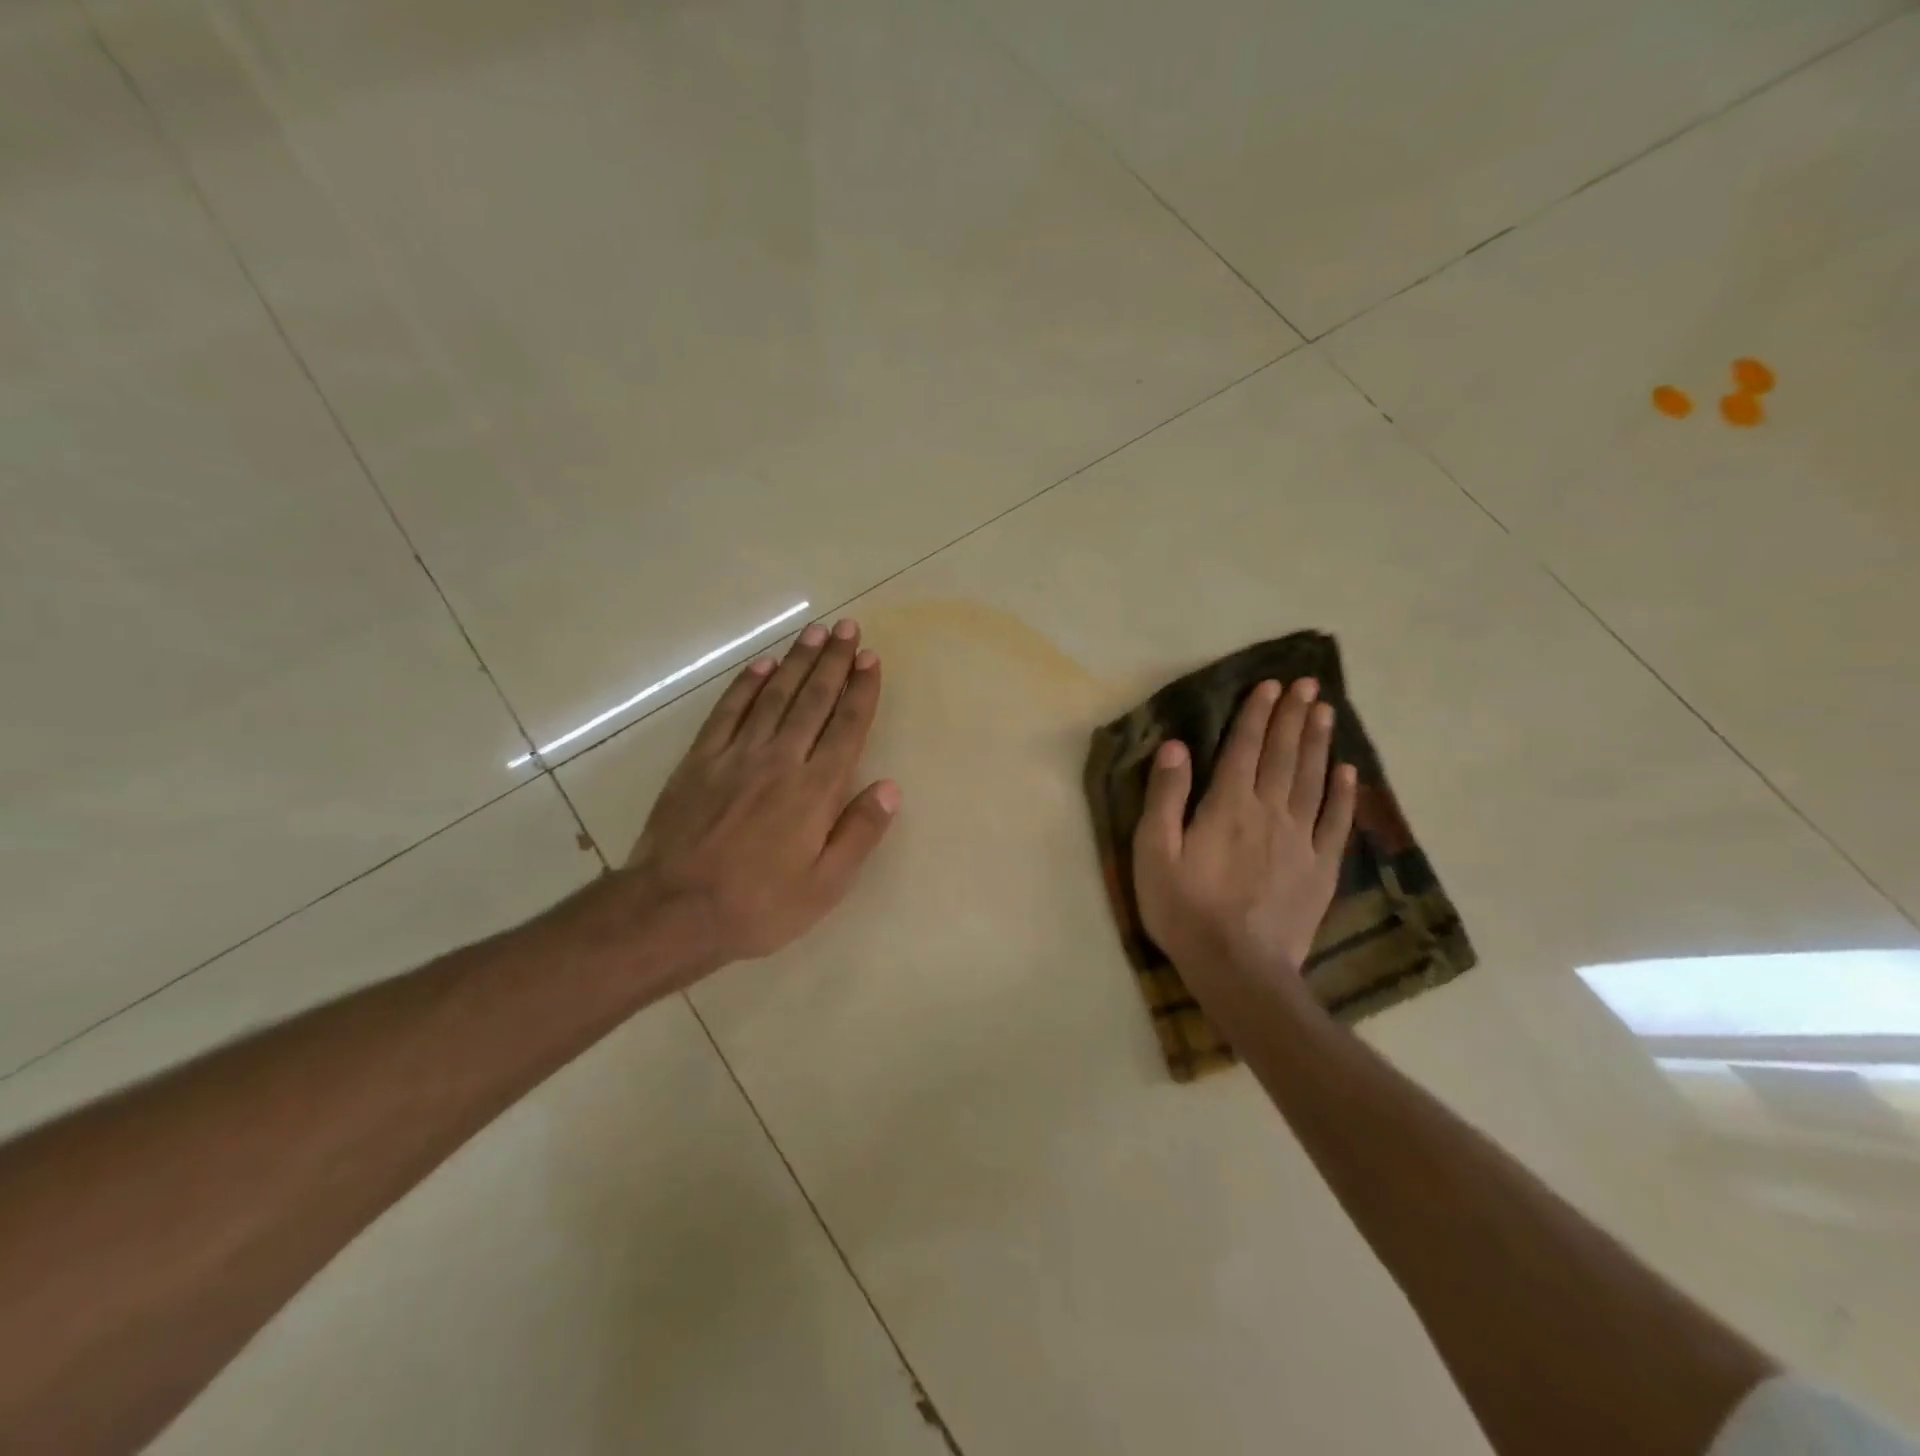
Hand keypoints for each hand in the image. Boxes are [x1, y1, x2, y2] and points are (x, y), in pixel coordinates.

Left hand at [621, 618, 900, 971]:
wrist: (673, 910)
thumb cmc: (758, 905)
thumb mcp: (825, 885)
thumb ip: (859, 833)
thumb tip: (890, 787)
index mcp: (815, 790)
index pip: (846, 727)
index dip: (861, 691)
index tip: (871, 659)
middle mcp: (780, 760)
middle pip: (813, 700)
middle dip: (834, 662)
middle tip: (848, 628)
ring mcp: (736, 755)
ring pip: (774, 696)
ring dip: (797, 662)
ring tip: (815, 633)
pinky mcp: (700, 760)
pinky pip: (727, 711)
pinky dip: (746, 684)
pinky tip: (762, 665)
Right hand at [1131, 677, 1356, 995]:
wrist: (1238, 968)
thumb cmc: (1185, 910)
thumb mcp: (1154, 853)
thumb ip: (1166, 797)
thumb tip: (1176, 746)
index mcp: (1227, 806)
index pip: (1244, 748)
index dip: (1256, 714)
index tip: (1270, 685)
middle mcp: (1269, 812)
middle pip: (1283, 755)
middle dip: (1292, 716)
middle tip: (1306, 683)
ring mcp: (1301, 840)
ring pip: (1312, 779)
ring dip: (1319, 742)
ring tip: (1325, 710)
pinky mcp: (1320, 869)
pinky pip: (1335, 821)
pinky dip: (1342, 793)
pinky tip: (1348, 770)